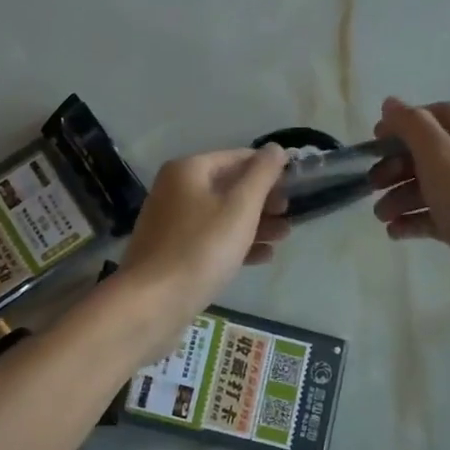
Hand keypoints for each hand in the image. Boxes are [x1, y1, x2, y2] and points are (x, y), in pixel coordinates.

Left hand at [119, 146, 292, 322]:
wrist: (153, 302)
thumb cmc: (201, 248)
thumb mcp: (240, 208)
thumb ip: (261, 175)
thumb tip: (276, 148)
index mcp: (188, 171)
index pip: (237, 158)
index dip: (269, 169)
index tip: (296, 184)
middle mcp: (176, 190)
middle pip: (228, 187)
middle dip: (263, 200)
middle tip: (290, 214)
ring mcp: (172, 223)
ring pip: (221, 215)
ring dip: (255, 223)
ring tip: (284, 236)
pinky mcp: (173, 252)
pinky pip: (210, 239)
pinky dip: (236, 244)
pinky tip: (263, 257)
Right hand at [368, 97, 449, 333]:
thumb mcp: (440, 157)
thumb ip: (412, 126)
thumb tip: (391, 103)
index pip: (441, 115)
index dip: (405, 123)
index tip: (374, 141)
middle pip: (434, 153)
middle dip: (398, 166)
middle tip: (372, 184)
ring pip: (435, 187)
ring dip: (402, 197)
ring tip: (381, 217)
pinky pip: (441, 216)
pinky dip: (416, 220)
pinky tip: (396, 232)